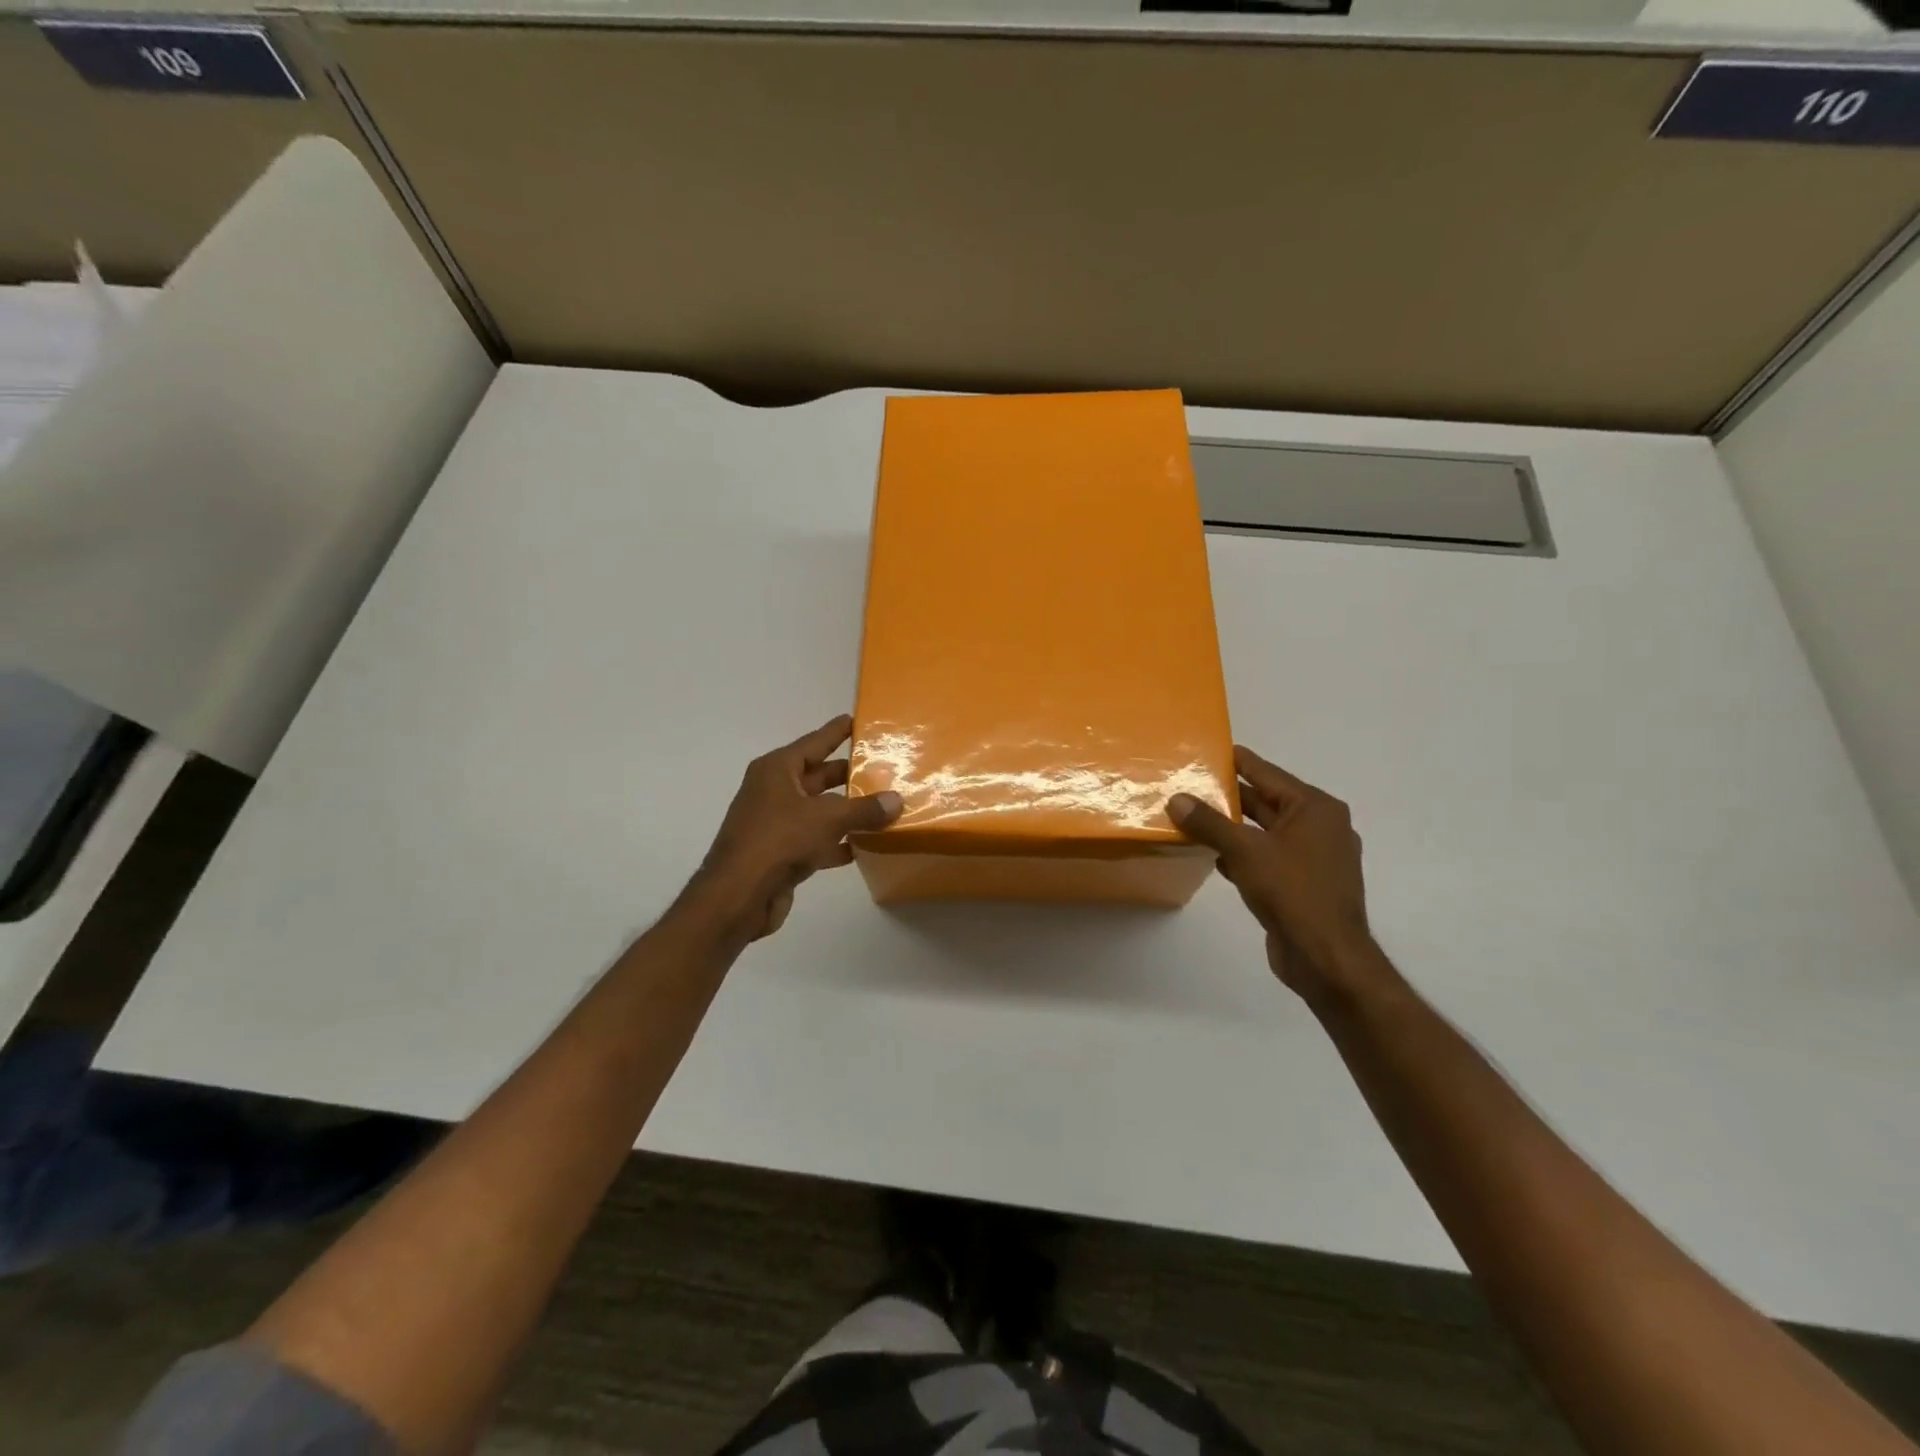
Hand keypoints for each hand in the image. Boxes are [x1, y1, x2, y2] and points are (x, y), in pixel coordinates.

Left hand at [682, 715, 901, 941]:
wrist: (738, 896)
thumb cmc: (779, 840)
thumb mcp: (828, 818)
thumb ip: (864, 809)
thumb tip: (896, 800)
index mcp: (777, 771)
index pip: (813, 743)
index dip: (835, 732)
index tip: (855, 720)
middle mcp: (773, 792)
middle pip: (817, 777)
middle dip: (847, 774)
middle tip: (881, 767)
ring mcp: (775, 824)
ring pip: (818, 810)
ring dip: (846, 811)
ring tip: (882, 806)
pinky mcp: (780, 854)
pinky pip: (816, 840)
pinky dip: (837, 841)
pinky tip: (864, 846)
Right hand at [1168, 747, 1384, 1003]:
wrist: (1326, 958)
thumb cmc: (1292, 892)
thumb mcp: (1245, 851)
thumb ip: (1209, 823)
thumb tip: (1176, 799)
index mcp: (1315, 808)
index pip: (1268, 774)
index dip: (1238, 762)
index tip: (1210, 750)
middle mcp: (1320, 827)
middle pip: (1266, 802)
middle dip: (1229, 796)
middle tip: (1190, 784)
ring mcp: (1313, 858)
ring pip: (1264, 832)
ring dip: (1232, 828)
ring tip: (1192, 817)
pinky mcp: (1303, 885)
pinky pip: (1267, 858)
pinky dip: (1242, 854)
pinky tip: (1213, 856)